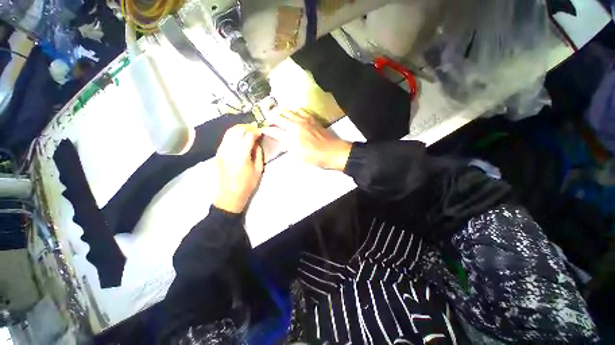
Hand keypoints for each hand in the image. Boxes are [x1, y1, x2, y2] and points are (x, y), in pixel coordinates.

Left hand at [214, 124, 263, 213]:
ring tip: (248, 130)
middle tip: (255, 129)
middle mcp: (229, 150)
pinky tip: (240, 137)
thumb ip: (258, 153)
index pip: (248, 136)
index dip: (255, 131)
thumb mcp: (258, 169)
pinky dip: (233, 134)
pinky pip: (225, 138)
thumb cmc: (247, 184)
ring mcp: (221, 151)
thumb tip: (257, 142)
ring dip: (240, 128)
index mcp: (241, 156)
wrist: (230, 194)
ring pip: (229, 132)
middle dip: (247, 127)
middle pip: (237, 130)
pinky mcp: (218, 153)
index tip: (261, 132)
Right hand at [263, 108, 351, 169]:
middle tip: (267, 118)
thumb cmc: (315, 158)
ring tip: (277, 112)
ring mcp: (304, 120)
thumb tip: (284, 142)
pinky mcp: (312, 118)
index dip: (266, 129)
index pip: (274, 131)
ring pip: (288, 111)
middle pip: (279, 117)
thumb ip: (289, 148)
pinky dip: (294, 110)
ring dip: (281, 112)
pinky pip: (300, 110)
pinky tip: (293, 113)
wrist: (332, 152)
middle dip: (270, 117)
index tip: (262, 129)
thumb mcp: (299, 158)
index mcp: (290, 138)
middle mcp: (295, 126)